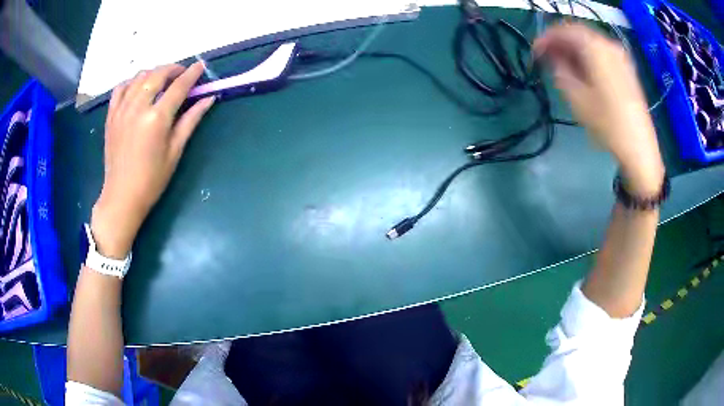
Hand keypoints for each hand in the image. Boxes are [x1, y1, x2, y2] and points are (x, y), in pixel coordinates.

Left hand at [92, 62, 214, 257]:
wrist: (122, 197)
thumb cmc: (151, 179)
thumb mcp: (175, 151)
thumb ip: (190, 121)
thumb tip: (208, 99)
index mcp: (156, 118)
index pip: (178, 86)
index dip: (192, 74)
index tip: (200, 66)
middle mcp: (138, 107)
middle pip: (158, 75)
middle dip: (173, 69)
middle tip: (182, 74)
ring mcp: (122, 110)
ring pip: (139, 77)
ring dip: (154, 73)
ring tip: (161, 80)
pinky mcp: (111, 116)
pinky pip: (121, 88)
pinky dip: (131, 82)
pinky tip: (138, 87)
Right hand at [534, 23, 664, 195]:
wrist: (638, 146)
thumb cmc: (606, 122)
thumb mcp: (575, 96)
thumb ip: (559, 69)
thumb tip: (553, 57)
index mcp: (594, 47)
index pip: (563, 31)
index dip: (545, 39)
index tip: (535, 53)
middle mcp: (608, 44)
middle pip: (578, 33)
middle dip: (560, 43)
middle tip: (547, 58)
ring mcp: (620, 56)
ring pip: (590, 43)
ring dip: (574, 50)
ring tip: (563, 66)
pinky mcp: (626, 69)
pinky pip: (601, 53)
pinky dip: (588, 57)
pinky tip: (583, 71)